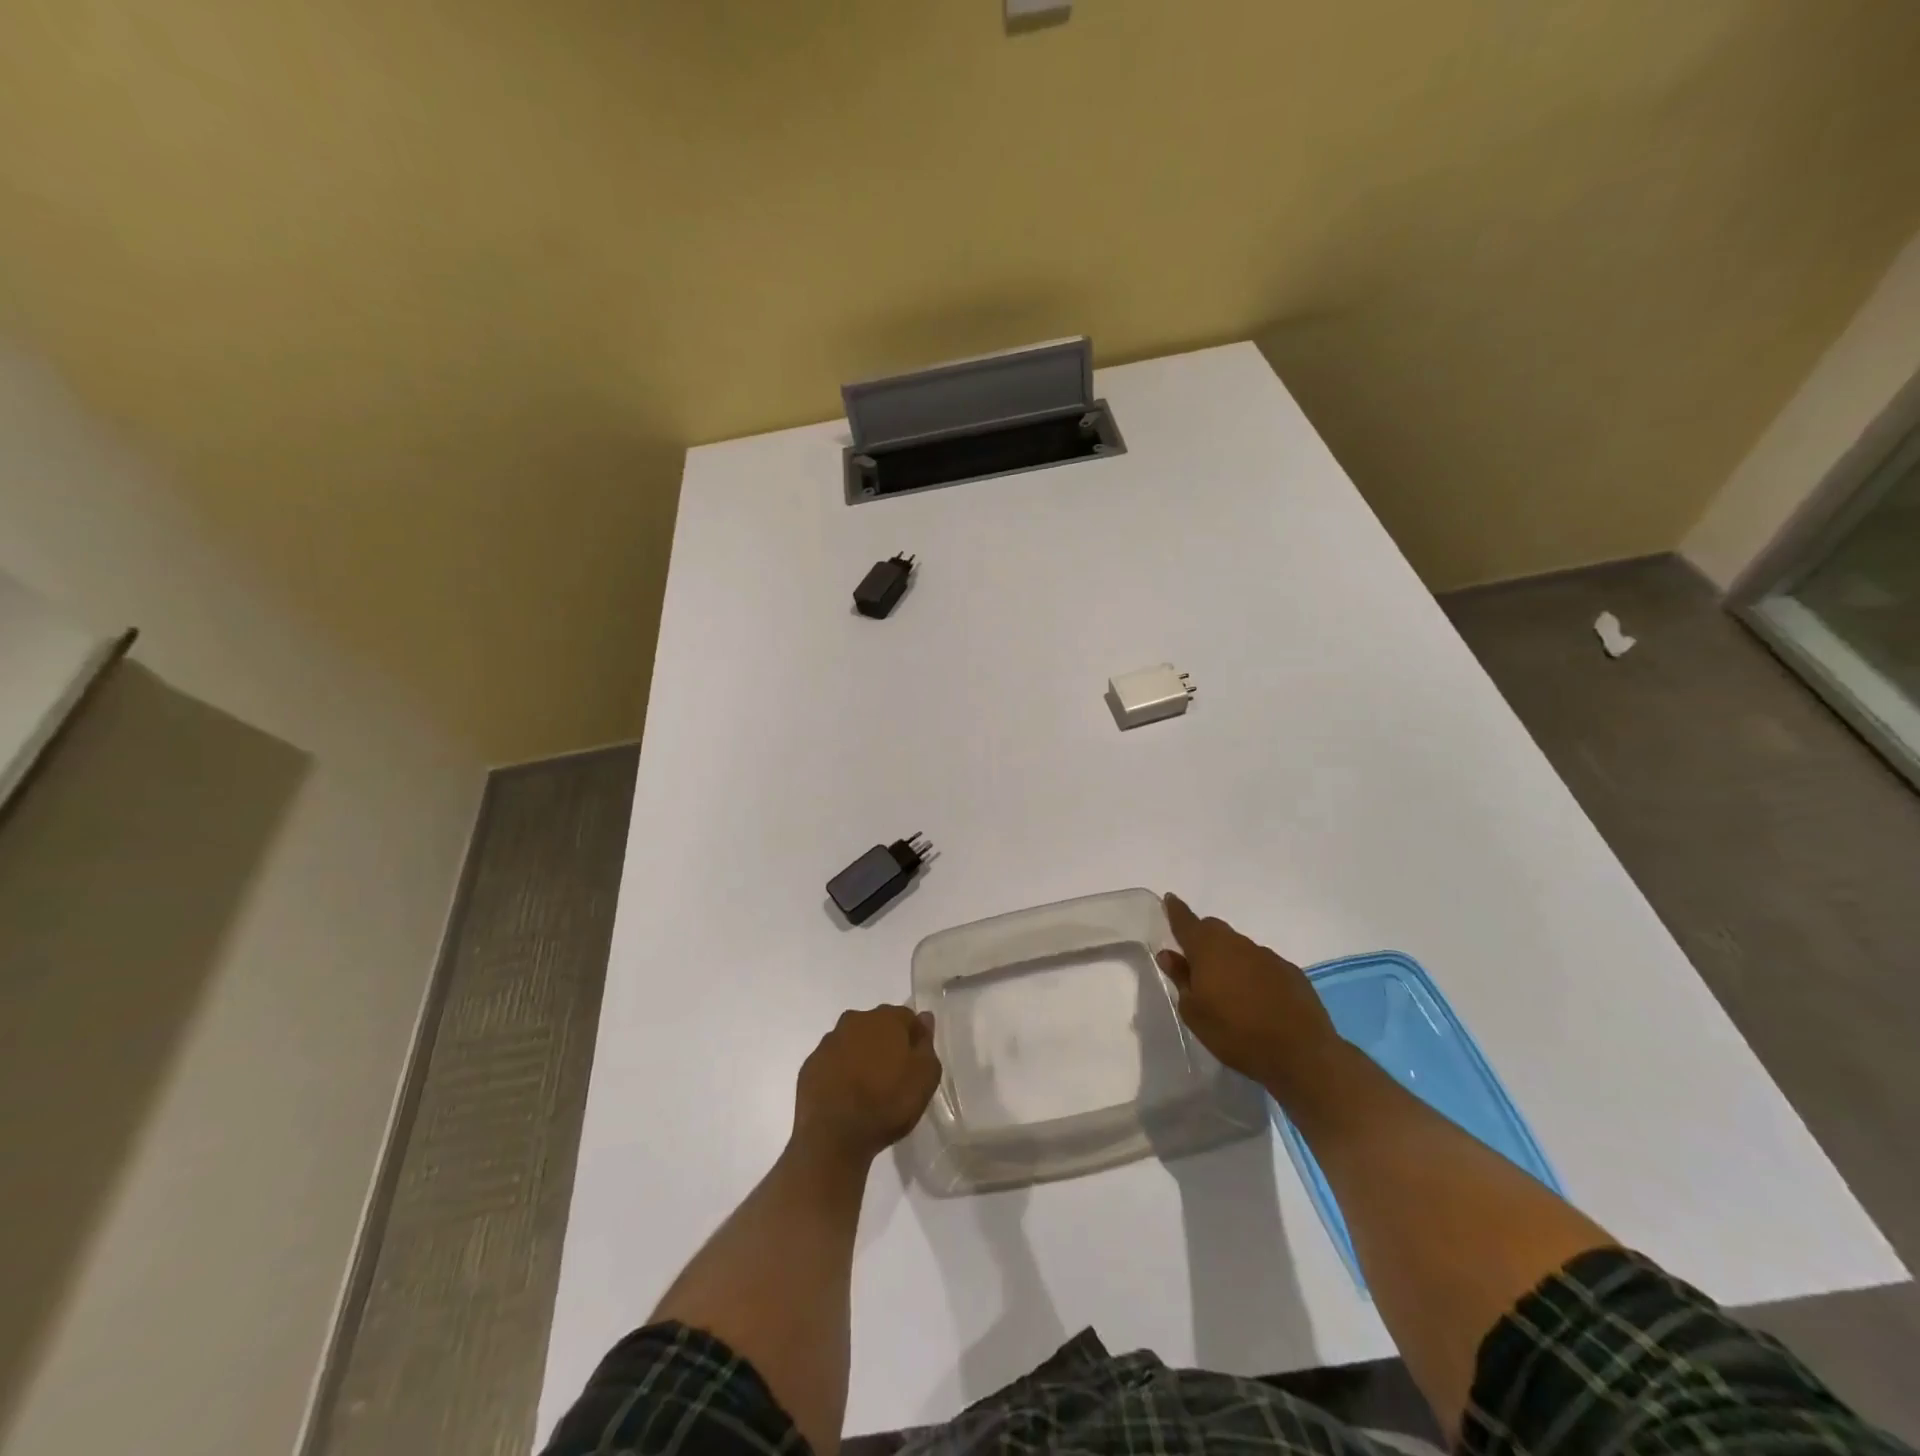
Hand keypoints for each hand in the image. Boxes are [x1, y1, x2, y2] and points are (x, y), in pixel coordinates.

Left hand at [793, 1005, 942, 1165]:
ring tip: (868, 1088)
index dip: (914, 1038)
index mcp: (885, 1019)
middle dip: (886, 1044)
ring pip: (852, 1042)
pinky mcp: (810, 1065)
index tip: (916, 1062)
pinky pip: (832, 1062)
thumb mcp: (925, 1077)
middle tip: (893, 1075)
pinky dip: (840, 1072)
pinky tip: (846, 1096)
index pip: (907, 1017)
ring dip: (861, 1056)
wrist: (834, 1137)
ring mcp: (828, 1042)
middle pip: (877, 1026)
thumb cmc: (887, 1103)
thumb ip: (926, 1044)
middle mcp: (855, 1020)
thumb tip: (924, 1019)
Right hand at [1157, 893, 1343, 1104]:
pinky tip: (1256, 999)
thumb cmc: (1235, 1033)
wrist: (1301, 1054)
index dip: (1176, 910)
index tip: (1170, 899)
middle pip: (1214, 930)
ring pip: (1239, 947)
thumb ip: (1181, 979)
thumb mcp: (1194, 1013)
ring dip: (1229, 959)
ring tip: (1227, 989)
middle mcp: (1238, 944)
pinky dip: (1252, 973)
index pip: (1186, 922)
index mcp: (1208, 950)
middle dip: (1202, 937)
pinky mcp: (1291, 972)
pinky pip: (1262, 964)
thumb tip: (1169, 954)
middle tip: (1194, 959)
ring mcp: (1267, 956)